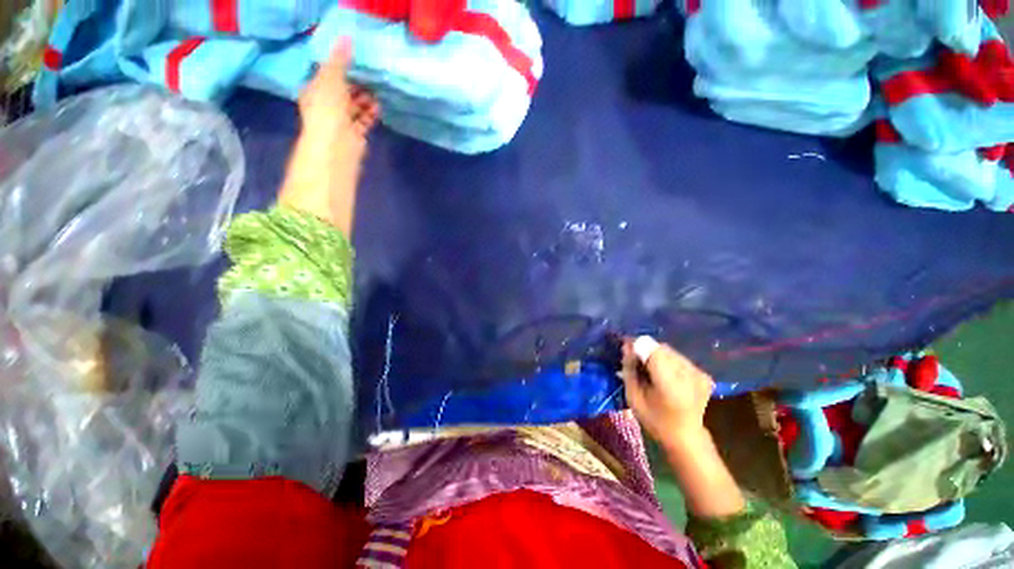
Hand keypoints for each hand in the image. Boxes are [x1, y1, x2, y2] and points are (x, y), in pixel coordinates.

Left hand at [280, 39, 378, 232]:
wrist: (336, 148)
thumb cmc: (328, 112)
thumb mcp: (330, 79)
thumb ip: (339, 60)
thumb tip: (346, 37)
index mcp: (315, 92)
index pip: (327, 75)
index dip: (339, 67)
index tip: (355, 60)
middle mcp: (327, 107)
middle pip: (342, 92)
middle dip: (355, 84)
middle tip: (370, 77)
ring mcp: (341, 123)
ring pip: (355, 107)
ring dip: (365, 100)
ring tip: (376, 93)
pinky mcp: (355, 136)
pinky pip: (363, 121)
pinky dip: (370, 114)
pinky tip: (378, 108)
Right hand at [621, 338, 714, 450]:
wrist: (687, 439)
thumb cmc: (655, 421)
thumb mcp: (633, 397)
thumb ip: (629, 369)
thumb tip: (626, 346)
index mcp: (669, 384)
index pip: (651, 349)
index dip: (636, 346)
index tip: (626, 352)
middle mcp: (688, 374)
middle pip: (660, 348)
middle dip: (646, 351)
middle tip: (638, 364)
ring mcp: (699, 374)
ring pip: (670, 351)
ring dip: (657, 356)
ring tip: (652, 371)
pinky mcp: (704, 375)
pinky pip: (679, 358)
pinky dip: (669, 362)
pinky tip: (666, 377)